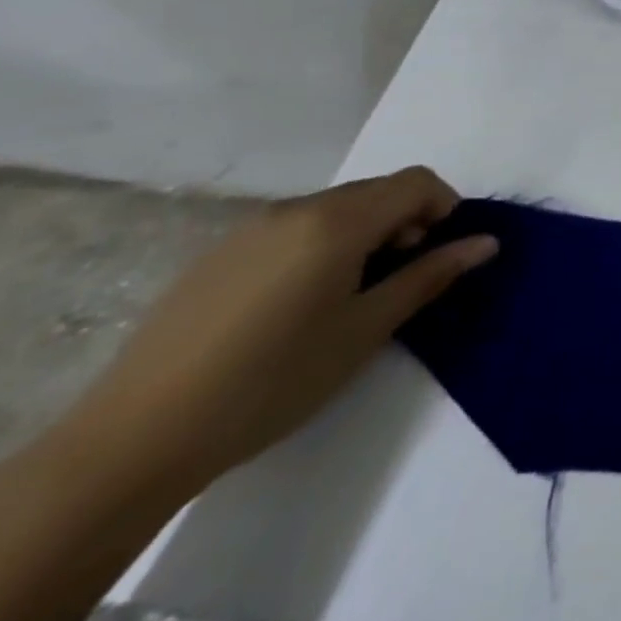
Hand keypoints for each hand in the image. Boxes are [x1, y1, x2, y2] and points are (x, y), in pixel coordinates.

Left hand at [64, 167, 495, 497]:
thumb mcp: (367, 329)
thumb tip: (486, 242)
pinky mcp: (218, 255)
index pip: (416, 181)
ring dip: (365, 232)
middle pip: (376, 190)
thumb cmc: (273, 381)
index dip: (444, 205)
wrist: (135, 439)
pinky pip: (294, 227)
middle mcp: (295, 209)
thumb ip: (430, 276)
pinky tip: (300, 303)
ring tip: (352, 294)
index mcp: (336, 222)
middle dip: (406, 220)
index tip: (441, 252)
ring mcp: (250, 229)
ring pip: (335, 208)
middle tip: (402, 277)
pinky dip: (322, 244)